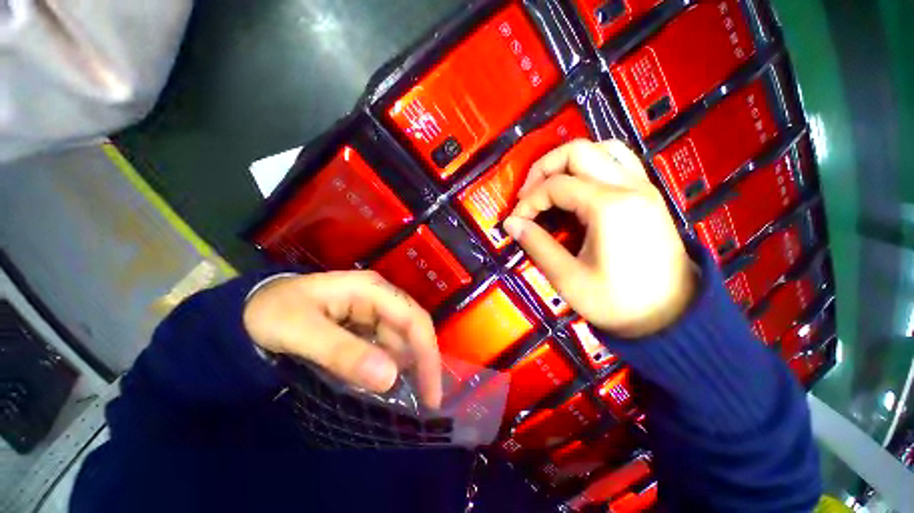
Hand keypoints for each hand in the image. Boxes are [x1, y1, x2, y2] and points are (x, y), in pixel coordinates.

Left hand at [243, 271, 441, 407]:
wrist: (249, 307)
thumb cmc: (272, 312)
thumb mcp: (301, 332)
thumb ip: (342, 353)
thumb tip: (389, 378)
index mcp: (371, 290)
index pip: (413, 319)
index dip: (427, 354)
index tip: (431, 393)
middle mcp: (380, 297)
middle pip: (412, 329)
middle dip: (421, 364)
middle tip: (423, 404)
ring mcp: (373, 310)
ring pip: (401, 340)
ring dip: (404, 368)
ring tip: (405, 400)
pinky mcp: (365, 323)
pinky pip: (386, 345)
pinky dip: (388, 366)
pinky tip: (383, 385)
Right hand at [504, 140, 695, 337]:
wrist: (671, 317)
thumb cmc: (617, 302)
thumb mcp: (568, 278)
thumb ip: (536, 244)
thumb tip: (511, 223)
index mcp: (609, 207)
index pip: (555, 186)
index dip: (528, 201)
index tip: (517, 222)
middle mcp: (629, 186)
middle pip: (578, 151)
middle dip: (544, 168)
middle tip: (527, 195)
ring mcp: (643, 186)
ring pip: (601, 148)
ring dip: (569, 162)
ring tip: (551, 186)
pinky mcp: (648, 194)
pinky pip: (619, 160)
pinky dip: (593, 164)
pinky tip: (579, 187)